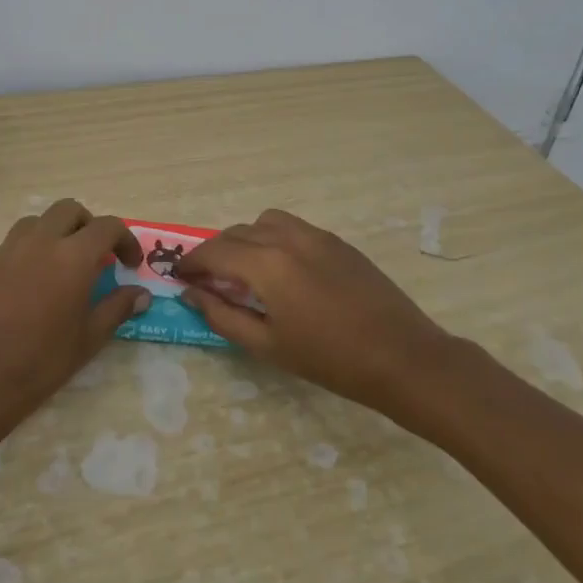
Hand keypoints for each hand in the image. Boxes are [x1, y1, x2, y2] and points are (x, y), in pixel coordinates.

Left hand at [0, 200, 150, 441]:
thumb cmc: (41, 361)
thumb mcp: (89, 338)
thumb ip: (117, 308)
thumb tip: (141, 294)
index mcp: (72, 256)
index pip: (107, 227)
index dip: (125, 240)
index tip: (130, 264)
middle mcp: (40, 241)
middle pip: (69, 210)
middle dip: (88, 226)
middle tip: (96, 256)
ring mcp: (8, 249)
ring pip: (37, 221)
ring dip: (55, 233)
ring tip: (61, 265)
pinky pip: (13, 244)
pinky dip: (29, 251)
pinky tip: (30, 284)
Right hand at [178, 209, 447, 413]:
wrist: (403, 358)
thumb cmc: (330, 360)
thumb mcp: (268, 345)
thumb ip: (223, 315)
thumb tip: (192, 293)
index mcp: (266, 264)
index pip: (214, 251)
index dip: (191, 262)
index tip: (179, 276)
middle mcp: (287, 238)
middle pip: (236, 232)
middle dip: (215, 252)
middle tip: (207, 279)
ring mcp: (316, 235)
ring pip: (265, 222)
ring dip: (245, 239)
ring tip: (245, 270)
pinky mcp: (337, 241)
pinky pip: (292, 227)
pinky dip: (273, 238)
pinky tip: (282, 270)